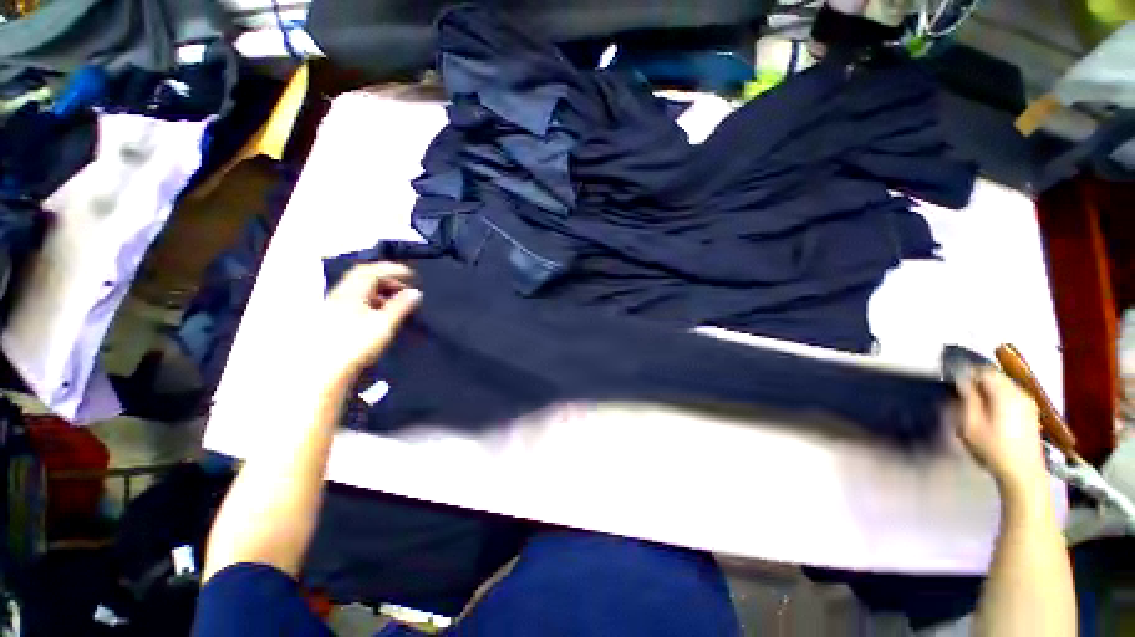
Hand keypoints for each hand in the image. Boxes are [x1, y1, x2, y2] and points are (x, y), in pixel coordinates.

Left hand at [315, 262, 421, 383]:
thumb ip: (401, 306)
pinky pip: (354, 300)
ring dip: (379, 290)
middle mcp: (340, 295)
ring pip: (358, 289)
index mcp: (351, 292)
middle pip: (363, 277)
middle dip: (386, 279)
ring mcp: (333, 306)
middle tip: (404, 289)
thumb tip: (415, 292)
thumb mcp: (384, 324)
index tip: (411, 275)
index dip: (392, 269)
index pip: (372, 271)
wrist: (325, 370)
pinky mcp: (332, 318)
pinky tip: (379, 313)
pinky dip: (370, 300)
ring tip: (395, 302)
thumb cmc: (357, 344)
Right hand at [950, 370, 1047, 492]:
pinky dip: (999, 398)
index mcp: (1004, 393)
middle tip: (963, 396)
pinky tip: (993, 414)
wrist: (1023, 473)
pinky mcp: (1031, 412)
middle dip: (978, 382)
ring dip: (989, 391)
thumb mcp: (970, 424)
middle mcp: (1019, 392)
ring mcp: (1028, 402)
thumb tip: (962, 381)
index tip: (954, 384)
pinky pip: (1011, 396)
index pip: (983, 371)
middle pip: (995, 377)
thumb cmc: (992, 448)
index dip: (966, 374)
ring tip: (976, 406)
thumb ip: (966, 398)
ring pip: (1004, 386)